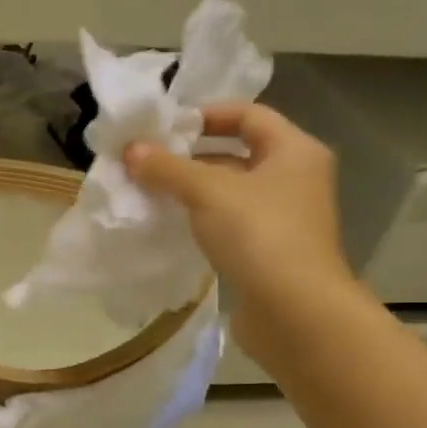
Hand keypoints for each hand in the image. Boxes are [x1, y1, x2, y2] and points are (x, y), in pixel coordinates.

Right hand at [125, 102, 364, 369]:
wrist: (295, 312)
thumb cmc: (259, 235)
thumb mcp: (208, 192)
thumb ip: (168, 168)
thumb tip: (131, 150)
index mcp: (295, 151)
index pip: (248, 115)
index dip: (207, 114)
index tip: (165, 127)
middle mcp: (295, 179)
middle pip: (238, 154)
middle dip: (192, 157)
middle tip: (149, 162)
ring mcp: (285, 219)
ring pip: (232, 193)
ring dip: (194, 191)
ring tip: (151, 193)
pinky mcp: (270, 253)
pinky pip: (231, 225)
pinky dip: (203, 221)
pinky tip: (173, 227)